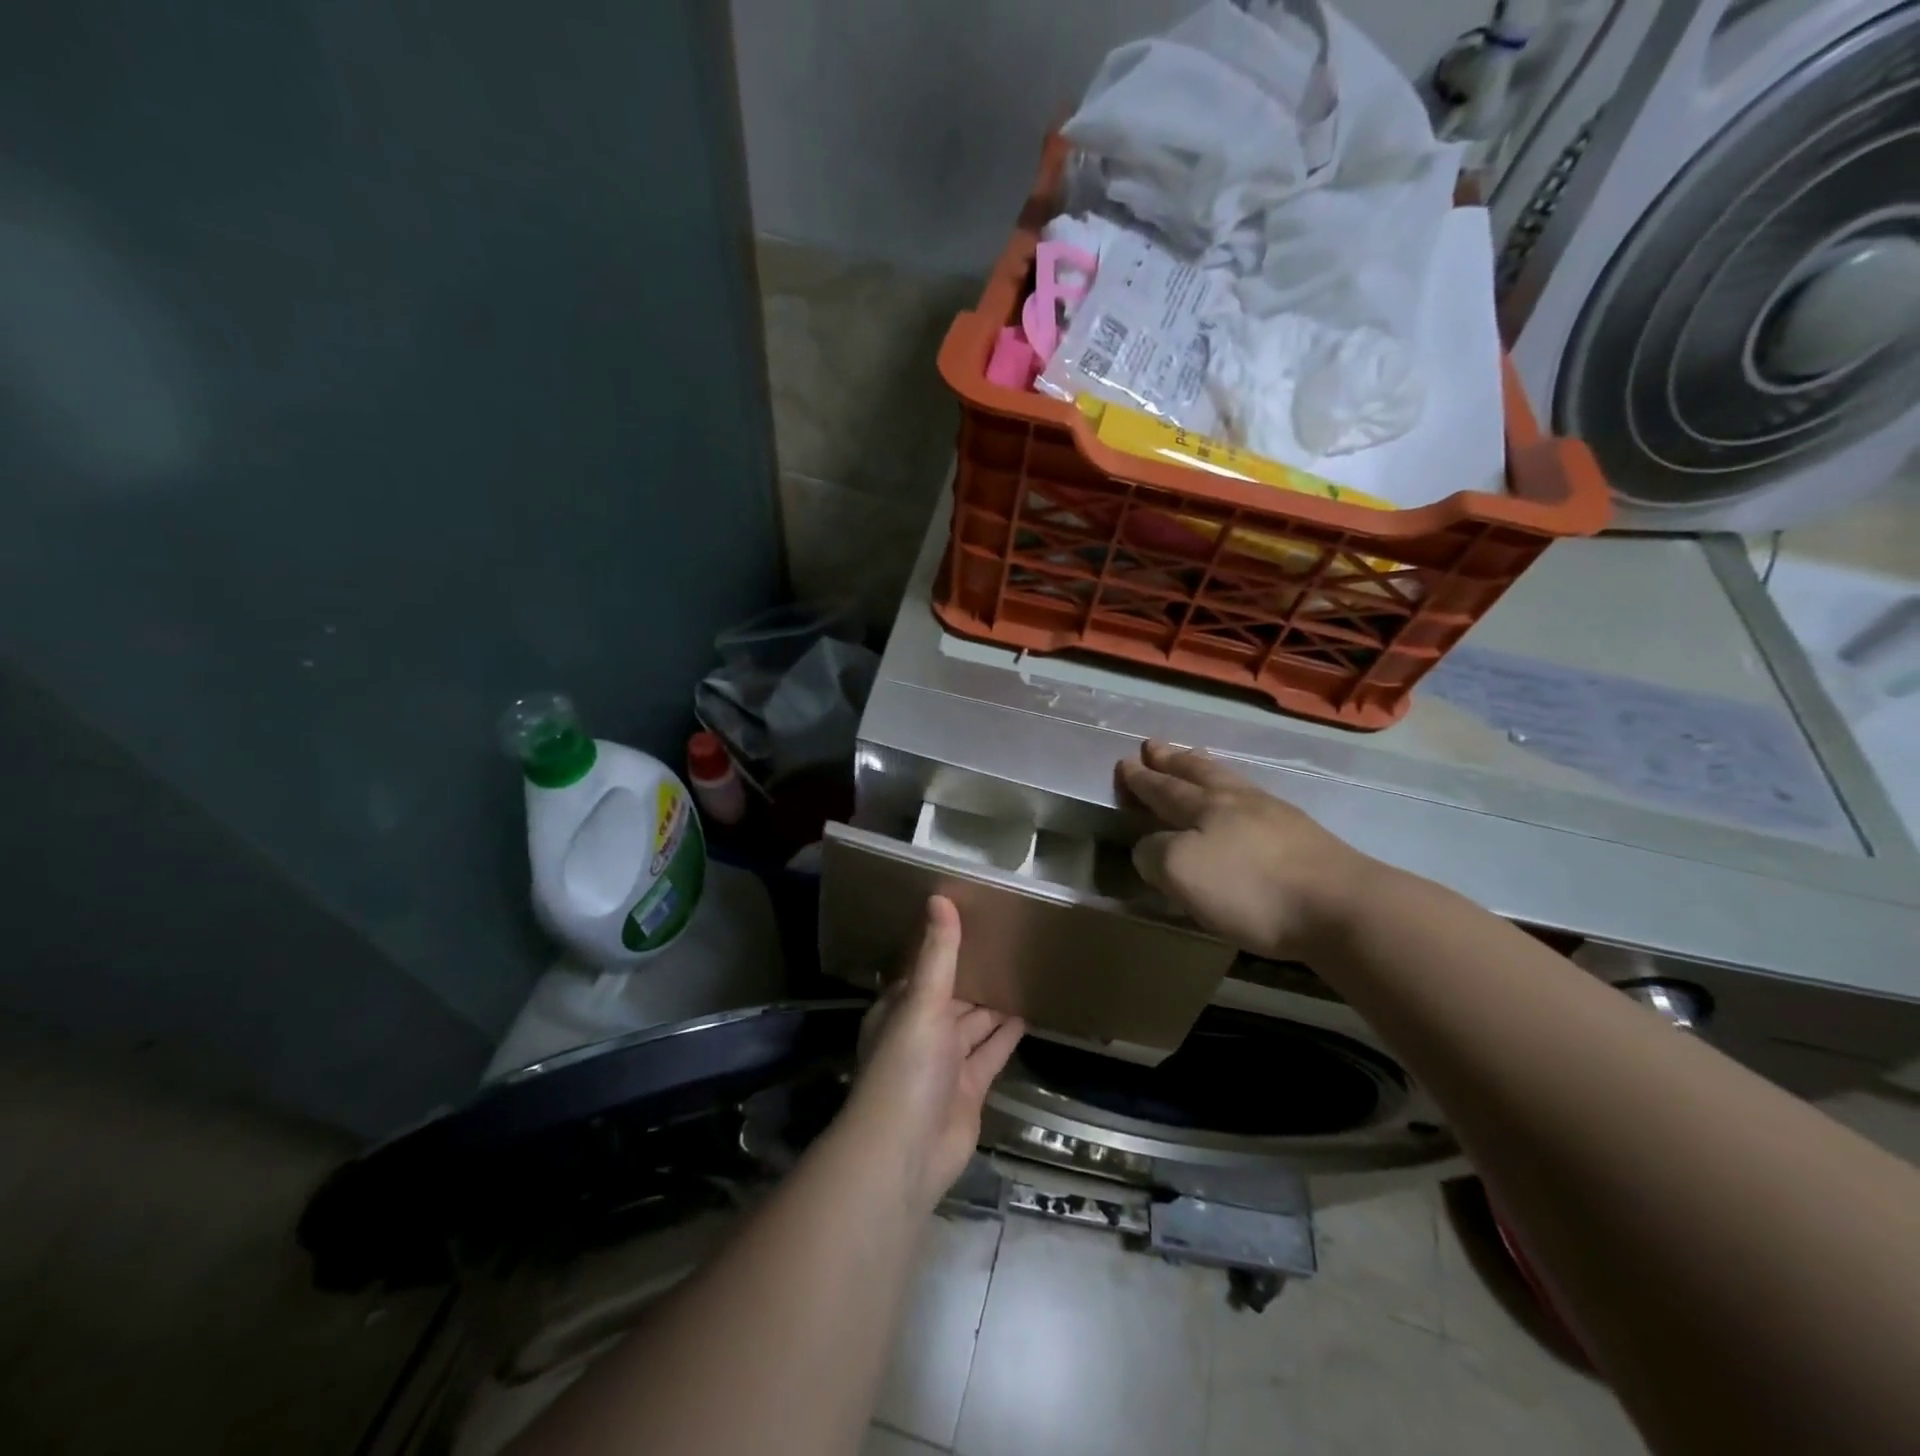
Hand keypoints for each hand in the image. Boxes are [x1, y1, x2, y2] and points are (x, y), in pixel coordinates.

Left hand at [845, 896, 1023, 1209]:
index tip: (974, 920)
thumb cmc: (907, 1067)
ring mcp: (946, 1062)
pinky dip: (1007, 1035)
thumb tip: (939, 897)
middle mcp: (922, 1031)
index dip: (946, 947)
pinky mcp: (970, 1088)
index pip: (925, 969)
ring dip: (994, 1004)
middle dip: (976, 975)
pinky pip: (991, 1052)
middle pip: (953, 995)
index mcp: (901, 1007)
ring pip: (974, 1023)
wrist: (906, 1152)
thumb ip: (937, 954)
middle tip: (1010, 942)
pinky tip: (1028, 1013)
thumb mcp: (922, 1001)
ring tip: (1024, 971)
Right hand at [1118, 739, 1375, 959]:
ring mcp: (1275, 815)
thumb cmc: (1250, 889)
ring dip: (1206, 768)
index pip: (1163, 788)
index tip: (1125, 762)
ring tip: (1195, 758)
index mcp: (1204, 807)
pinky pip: (1256, 801)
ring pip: (1230, 781)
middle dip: (1172, 761)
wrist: (1340, 906)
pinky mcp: (1303, 837)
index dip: (1141, 779)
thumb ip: (1155, 854)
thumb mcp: (1182, 872)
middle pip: (1198, 773)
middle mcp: (1237, 801)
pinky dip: (1237, 791)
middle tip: (1154, 746)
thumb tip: (1149, 847)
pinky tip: (1244, 800)